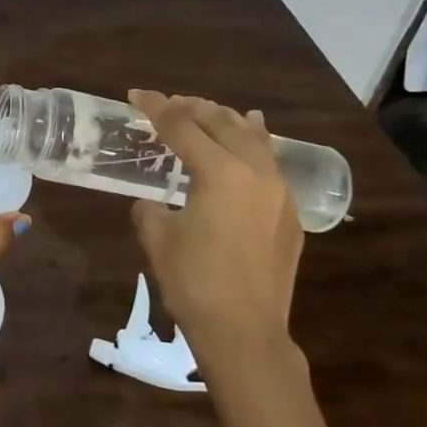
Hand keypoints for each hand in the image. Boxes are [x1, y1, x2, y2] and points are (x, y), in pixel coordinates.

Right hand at [126, 91, 303, 355]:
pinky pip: (272, 164)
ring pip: (254, 139)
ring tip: (212, 110)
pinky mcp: (289, 214)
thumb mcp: (158, 238)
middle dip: (193, 108)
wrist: (244, 332)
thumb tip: (152, 204)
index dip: (156, 107)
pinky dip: (256, 145)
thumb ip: (150, 209)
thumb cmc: (193, 282)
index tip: (136, 94)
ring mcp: (278, 192)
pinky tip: (254, 139)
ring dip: (228, 121)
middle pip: (222, 123)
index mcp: (219, 172)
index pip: (181, 127)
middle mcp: (254, 172)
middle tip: (170, 103)